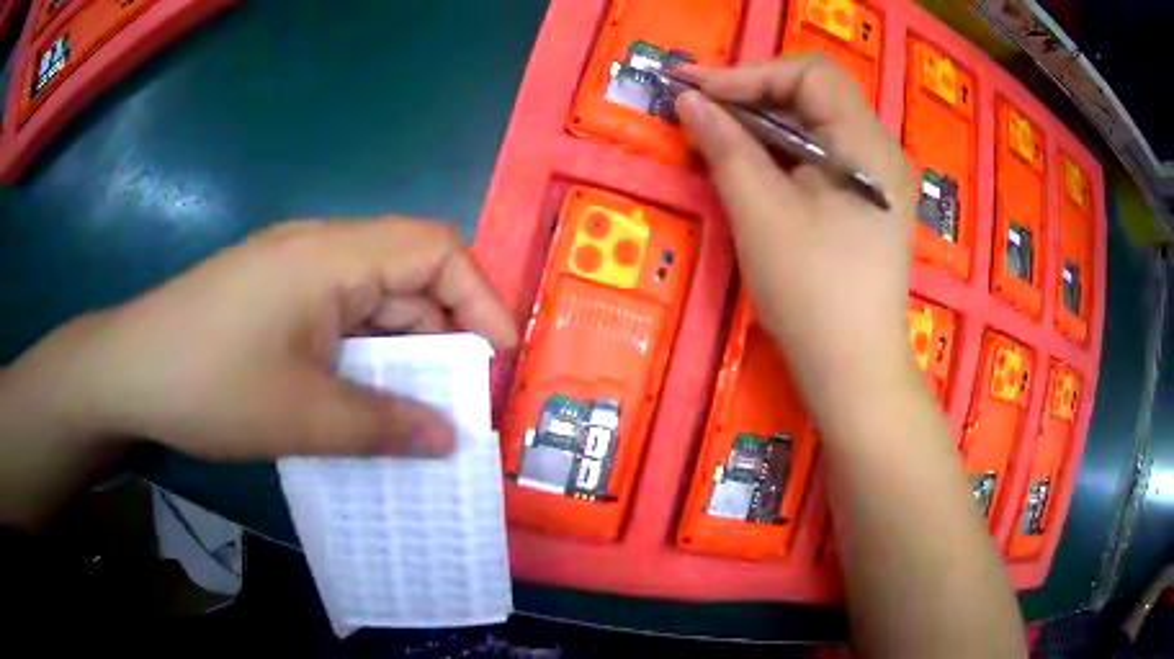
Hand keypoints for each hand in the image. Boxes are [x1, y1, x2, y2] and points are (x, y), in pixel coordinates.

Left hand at [15, 220, 516, 460]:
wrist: (127, 371)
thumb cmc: (209, 385)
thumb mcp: (302, 416)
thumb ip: (384, 428)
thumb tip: (450, 440)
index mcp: (332, 256)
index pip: (435, 249)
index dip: (481, 297)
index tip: (500, 356)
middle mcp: (319, 250)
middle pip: (406, 275)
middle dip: (444, 335)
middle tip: (460, 400)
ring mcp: (292, 272)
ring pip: (371, 301)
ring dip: (401, 351)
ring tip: (417, 410)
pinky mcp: (274, 297)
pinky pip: (338, 317)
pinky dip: (364, 356)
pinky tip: (362, 398)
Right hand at [676, 55, 918, 421]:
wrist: (853, 370)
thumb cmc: (812, 293)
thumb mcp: (760, 213)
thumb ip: (725, 145)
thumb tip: (690, 100)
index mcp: (867, 145)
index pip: (810, 74)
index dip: (749, 74)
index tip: (695, 90)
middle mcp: (881, 151)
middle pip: (816, 94)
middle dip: (755, 95)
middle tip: (702, 109)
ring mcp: (878, 180)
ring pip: (818, 125)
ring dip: (766, 123)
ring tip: (719, 135)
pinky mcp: (868, 204)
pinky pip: (824, 156)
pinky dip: (785, 152)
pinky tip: (755, 167)